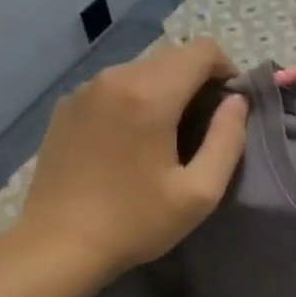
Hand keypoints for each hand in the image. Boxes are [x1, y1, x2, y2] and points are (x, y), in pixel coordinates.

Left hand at [16, 40, 248, 280]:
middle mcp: (114, 79)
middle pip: (172, 56)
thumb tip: (237, 102)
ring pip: (142, 69)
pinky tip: (132, 142)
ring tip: (169, 135)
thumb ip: (228, 139)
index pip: (202, 50)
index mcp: (149, 95)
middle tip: (205, 127)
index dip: (227, 70)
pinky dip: (135, 99)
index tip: (230, 108)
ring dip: (167, 89)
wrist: (58, 246)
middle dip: (198, 80)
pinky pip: (114, 86)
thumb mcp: (200, 191)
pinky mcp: (66, 107)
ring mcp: (84, 91)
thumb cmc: (136, 222)